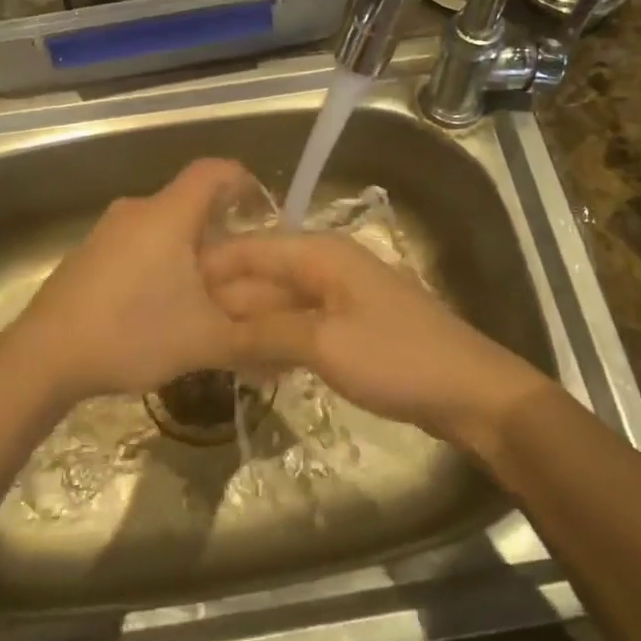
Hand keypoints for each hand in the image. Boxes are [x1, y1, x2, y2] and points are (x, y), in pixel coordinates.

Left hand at [0, 158, 259, 405]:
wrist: (43, 357)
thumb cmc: (131, 333)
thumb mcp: (204, 340)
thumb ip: (253, 338)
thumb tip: (292, 342)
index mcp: (169, 214)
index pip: (215, 171)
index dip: (244, 182)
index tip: (263, 212)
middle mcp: (138, 210)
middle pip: (190, 202)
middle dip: (221, 231)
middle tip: (241, 270)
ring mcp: (108, 230)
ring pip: (163, 226)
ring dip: (189, 251)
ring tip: (205, 295)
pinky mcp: (89, 254)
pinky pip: (138, 244)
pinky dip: (160, 262)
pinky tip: (160, 307)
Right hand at [201, 232, 549, 451]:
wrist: (469, 391)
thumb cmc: (396, 358)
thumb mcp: (324, 343)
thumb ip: (267, 328)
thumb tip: (217, 324)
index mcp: (322, 253)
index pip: (254, 249)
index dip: (213, 267)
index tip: (172, 290)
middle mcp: (328, 266)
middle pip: (266, 275)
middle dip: (228, 300)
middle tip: (184, 330)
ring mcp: (342, 297)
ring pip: (281, 303)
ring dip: (250, 324)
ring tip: (209, 349)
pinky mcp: (351, 328)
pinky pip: (301, 325)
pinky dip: (276, 340)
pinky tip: (253, 365)